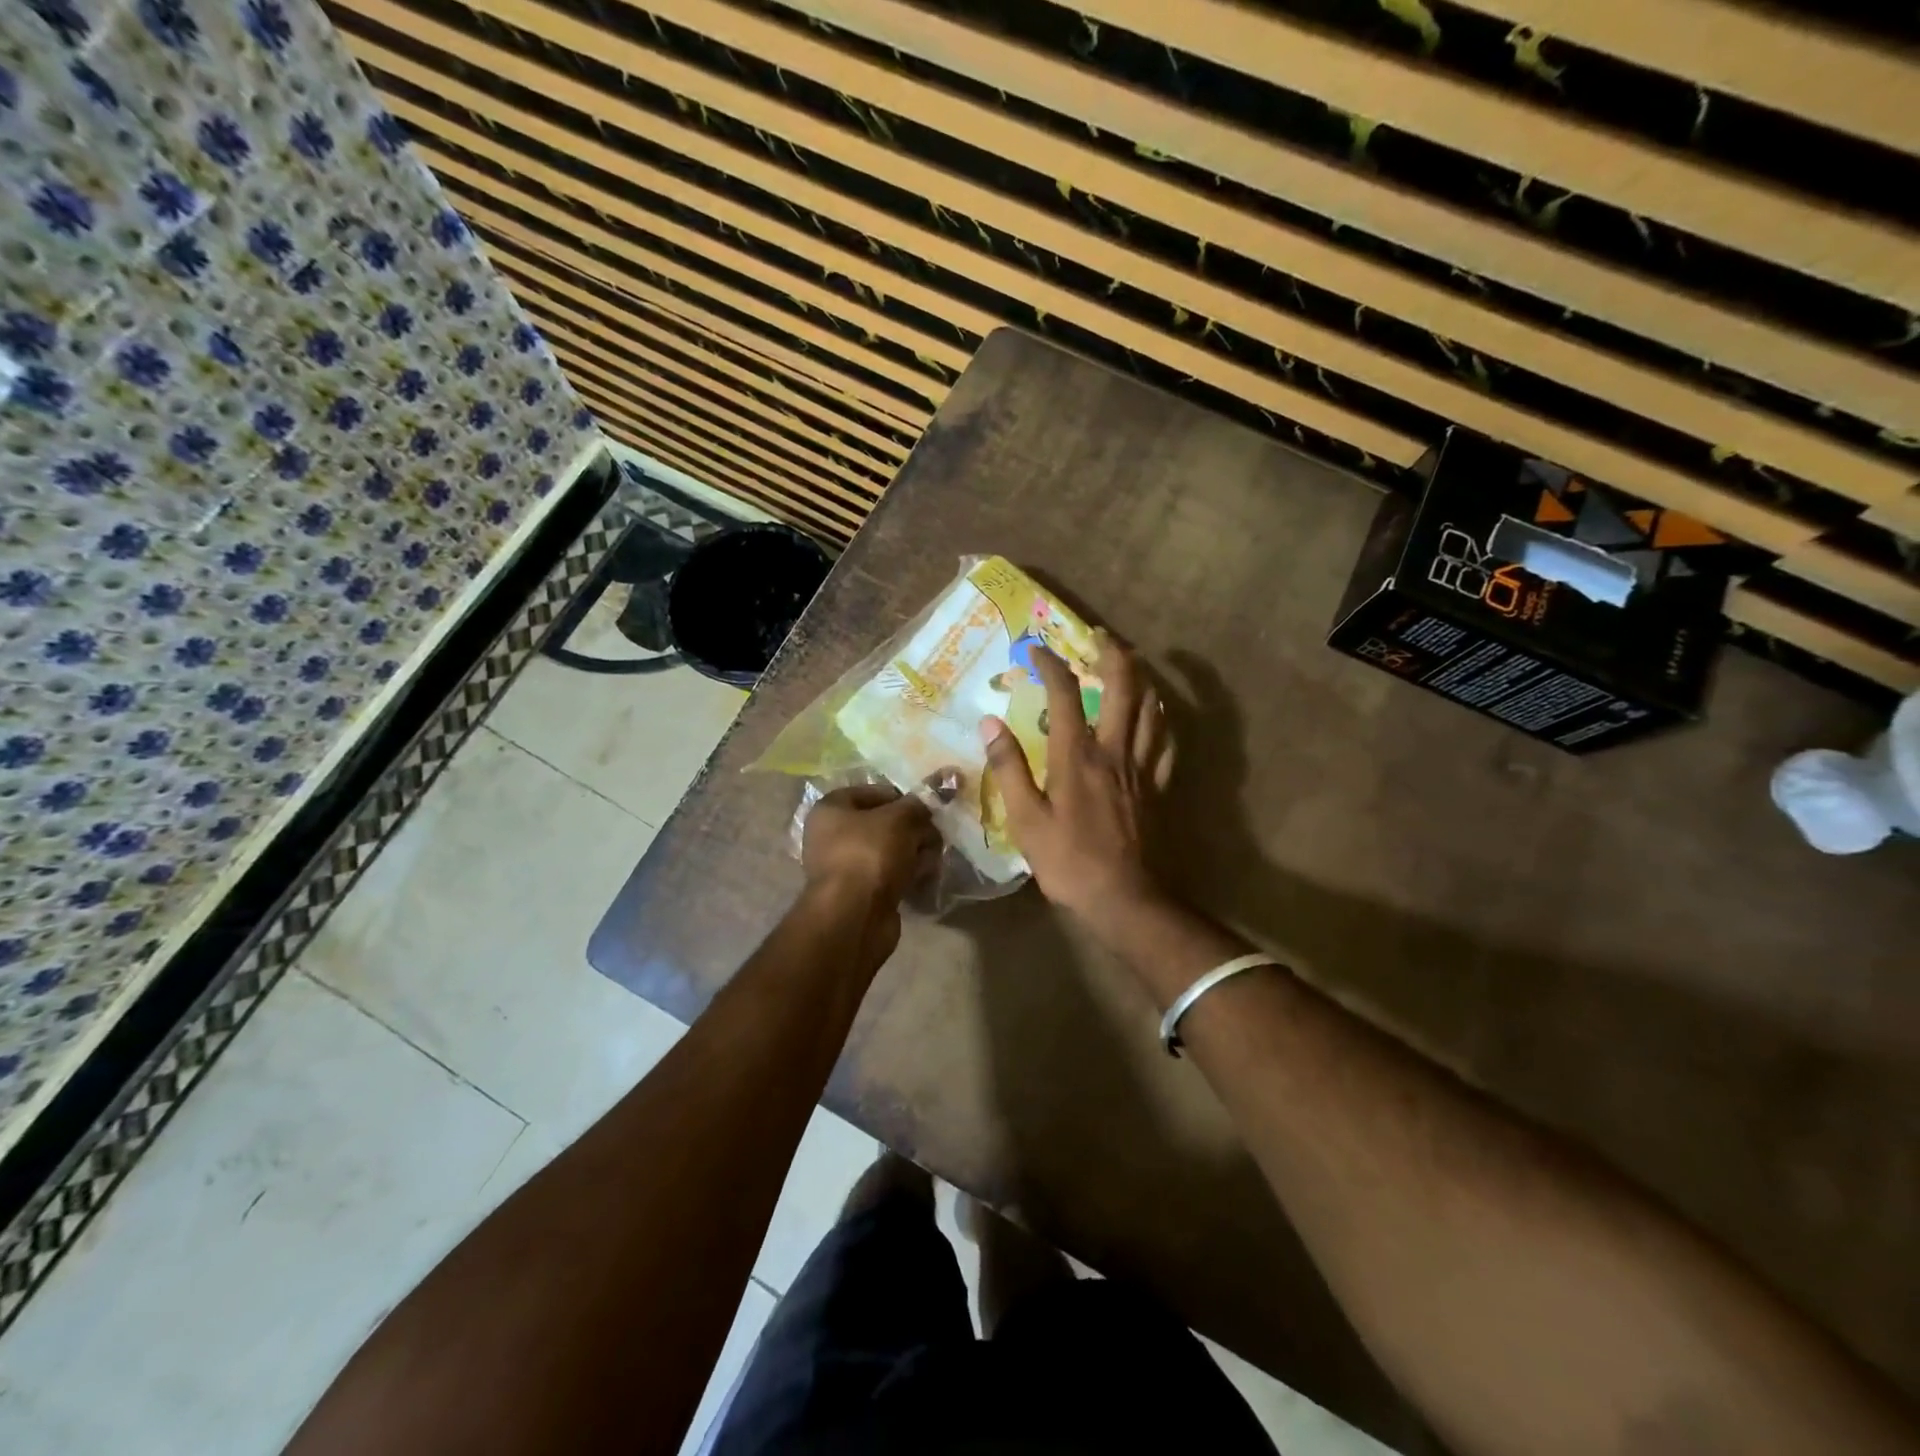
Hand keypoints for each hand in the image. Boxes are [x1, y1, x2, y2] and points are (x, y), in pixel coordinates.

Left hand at [801, 784, 939, 961]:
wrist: (854, 915)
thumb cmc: (870, 853)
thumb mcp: (900, 818)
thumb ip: (918, 804)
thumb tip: (935, 794)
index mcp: (832, 808)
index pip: (874, 792)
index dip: (904, 798)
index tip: (927, 809)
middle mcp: (832, 835)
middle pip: (885, 823)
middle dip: (914, 829)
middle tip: (934, 837)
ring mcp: (845, 866)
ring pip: (890, 850)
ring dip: (915, 853)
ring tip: (932, 859)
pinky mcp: (859, 893)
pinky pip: (889, 875)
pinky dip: (907, 875)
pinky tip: (923, 878)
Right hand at [980, 633, 1174, 931]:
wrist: (1124, 898)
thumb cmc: (1068, 861)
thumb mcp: (1025, 819)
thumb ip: (1009, 767)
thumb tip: (990, 722)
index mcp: (1077, 756)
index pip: (1064, 694)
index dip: (1051, 664)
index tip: (1036, 649)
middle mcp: (1114, 750)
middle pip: (1123, 687)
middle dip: (1112, 654)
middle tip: (1099, 636)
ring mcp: (1142, 767)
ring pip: (1151, 707)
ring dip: (1141, 678)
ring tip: (1129, 664)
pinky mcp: (1158, 786)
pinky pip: (1165, 740)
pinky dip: (1160, 717)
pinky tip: (1154, 713)